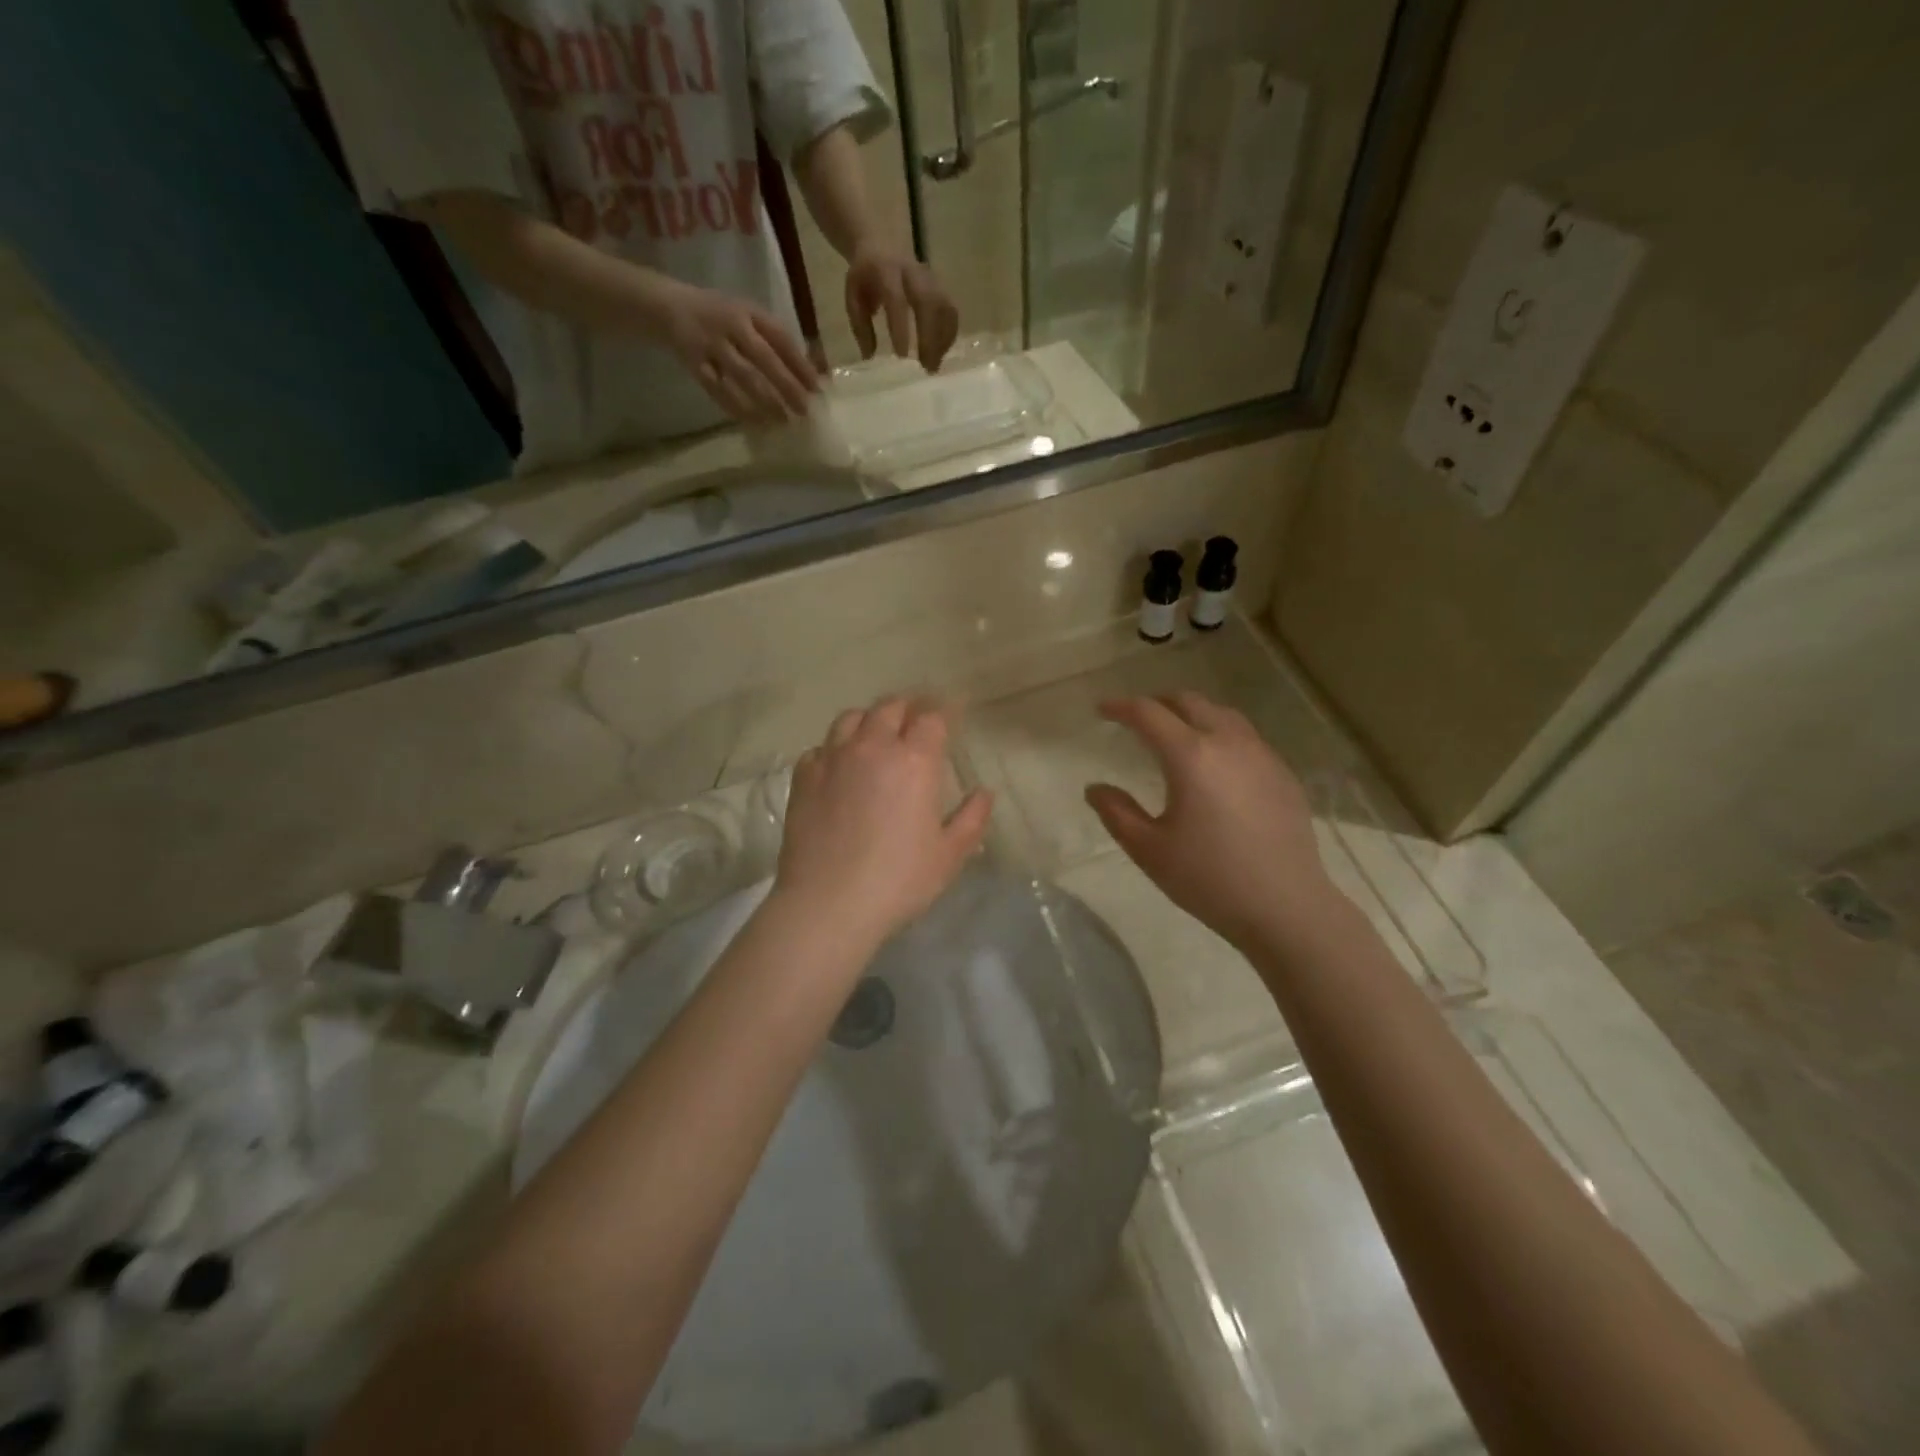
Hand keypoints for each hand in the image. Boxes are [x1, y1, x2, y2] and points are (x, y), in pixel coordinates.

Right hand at [660, 282, 819, 423]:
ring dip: (765, 401)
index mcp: (748, 312)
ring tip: (783, 420)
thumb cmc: (719, 316)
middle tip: (804, 410)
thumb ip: (774, 340)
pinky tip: (753, 423)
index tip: (817, 388)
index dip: (800, 364)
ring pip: (743, 377)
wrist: (667, 307)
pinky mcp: (694, 363)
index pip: (780, 338)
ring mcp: (711, 344)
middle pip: (764, 359)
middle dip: (787, 386)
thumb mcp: (746, 316)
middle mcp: (730, 325)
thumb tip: (811, 373)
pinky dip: (736, 407)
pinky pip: (718, 390)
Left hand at [774, 697, 992, 947]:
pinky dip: (835, 748)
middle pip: (890, 707)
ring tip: (876, 734)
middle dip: (907, 708)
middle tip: (916, 719)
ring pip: (851, 718)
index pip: (932, 717)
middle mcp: (873, 747)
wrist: (827, 903)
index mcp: (914, 760)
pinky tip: (840, 766)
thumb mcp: (949, 856)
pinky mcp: (804, 777)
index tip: (951, 714)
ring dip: (869, 720)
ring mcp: (833, 758)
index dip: (943, 712)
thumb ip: (972, 819)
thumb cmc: (898, 880)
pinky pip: (821, 747)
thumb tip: (984, 792)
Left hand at [845, 246, 959, 371]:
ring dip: (943, 339)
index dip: (901, 328)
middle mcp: (913, 273)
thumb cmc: (866, 277)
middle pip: (929, 303)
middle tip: (927, 368)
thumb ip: (860, 326)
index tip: (902, 357)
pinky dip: (949, 335)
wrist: (882, 243)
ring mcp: (931, 279)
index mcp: (887, 271)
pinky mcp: (941, 287)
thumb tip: (870, 357)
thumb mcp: (853, 296)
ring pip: (945, 307)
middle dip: (930, 337)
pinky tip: (941, 353)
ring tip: (934, 365)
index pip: (897, 300)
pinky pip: (951, 311)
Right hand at [1085, 693, 1335, 952]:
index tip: (1102, 710)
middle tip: (1137, 719)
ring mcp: (1262, 755)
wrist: (1286, 906)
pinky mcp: (1282, 774)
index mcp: (1190, 756)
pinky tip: (1216, 764)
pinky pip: (1246, 737)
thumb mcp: (1149, 850)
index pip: (1149, 713)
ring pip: (1222, 714)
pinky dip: (1220, 734)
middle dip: (1158, 703)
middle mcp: (1228, 742)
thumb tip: (1096, 788)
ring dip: (1192, 714)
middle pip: (1189, 702)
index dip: (1121, 707)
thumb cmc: (1209, 878)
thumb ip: (1116, 813)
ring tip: (1176, 733)